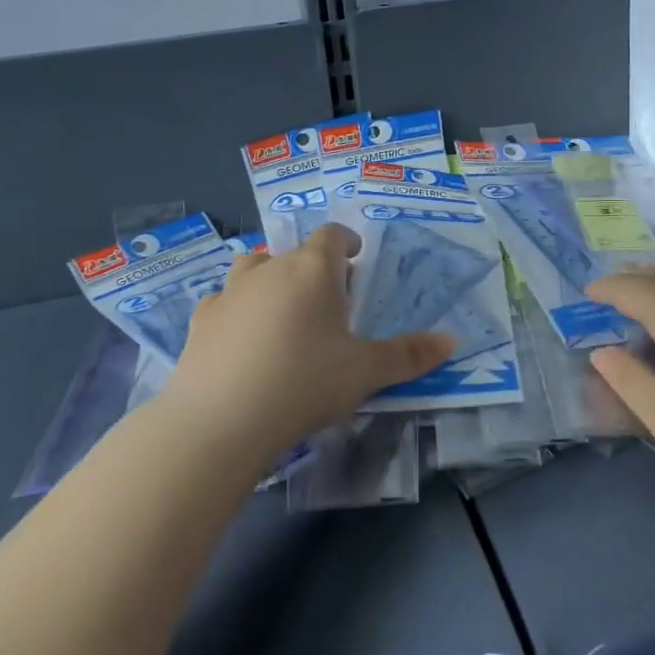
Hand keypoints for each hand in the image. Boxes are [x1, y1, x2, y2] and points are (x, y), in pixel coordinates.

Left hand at [160, 224, 453, 463]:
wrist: (222, 420)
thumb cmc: (305, 383)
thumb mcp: (366, 372)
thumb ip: (410, 355)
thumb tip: (453, 340)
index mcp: (314, 269)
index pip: (332, 235)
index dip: (346, 242)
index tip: (355, 259)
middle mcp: (271, 268)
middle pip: (295, 252)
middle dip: (313, 268)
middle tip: (328, 302)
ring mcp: (231, 291)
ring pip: (254, 266)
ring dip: (270, 278)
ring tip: (282, 310)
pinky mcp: (202, 318)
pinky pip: (224, 300)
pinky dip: (237, 308)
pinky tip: (241, 337)